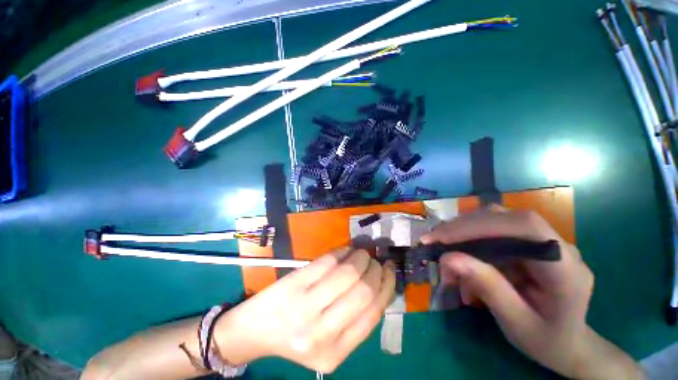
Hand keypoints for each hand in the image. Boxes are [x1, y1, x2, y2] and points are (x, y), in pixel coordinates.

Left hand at [214, 248, 395, 372]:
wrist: (256, 330)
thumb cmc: (296, 336)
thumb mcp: (329, 340)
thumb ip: (355, 318)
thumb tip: (379, 283)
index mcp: (335, 353)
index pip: (373, 313)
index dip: (386, 285)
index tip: (389, 269)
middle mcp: (321, 334)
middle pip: (363, 291)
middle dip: (375, 269)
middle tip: (374, 260)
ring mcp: (304, 307)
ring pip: (347, 273)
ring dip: (360, 257)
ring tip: (361, 252)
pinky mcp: (294, 284)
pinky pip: (327, 261)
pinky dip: (342, 252)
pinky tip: (346, 250)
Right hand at [421, 206, 643, 379]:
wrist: (569, 343)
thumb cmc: (547, 341)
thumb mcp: (517, 324)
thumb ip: (488, 288)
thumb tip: (448, 258)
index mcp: (566, 269)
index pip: (524, 227)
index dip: (479, 226)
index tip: (443, 238)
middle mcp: (558, 246)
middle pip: (505, 218)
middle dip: (463, 227)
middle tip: (432, 240)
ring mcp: (543, 241)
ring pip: (495, 219)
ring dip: (463, 230)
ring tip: (442, 246)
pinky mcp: (528, 242)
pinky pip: (493, 229)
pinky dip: (469, 237)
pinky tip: (459, 253)